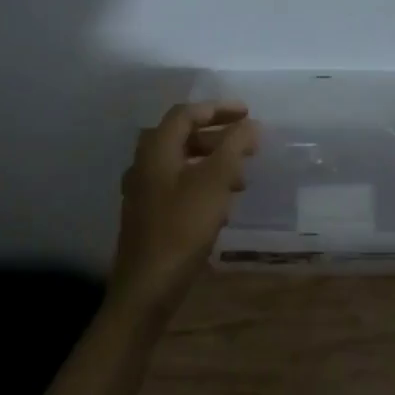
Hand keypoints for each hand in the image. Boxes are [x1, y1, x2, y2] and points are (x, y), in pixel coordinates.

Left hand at [110, 101, 257, 318]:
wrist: (147, 286)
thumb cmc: (182, 228)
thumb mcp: (215, 182)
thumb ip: (234, 148)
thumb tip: (250, 125)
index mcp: (156, 150)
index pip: (185, 113)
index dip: (217, 108)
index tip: (248, 113)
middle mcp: (144, 165)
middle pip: (181, 136)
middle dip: (217, 136)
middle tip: (247, 144)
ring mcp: (143, 192)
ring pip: (181, 163)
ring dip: (212, 162)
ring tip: (242, 176)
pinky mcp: (149, 215)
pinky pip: (178, 186)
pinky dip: (202, 183)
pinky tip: (222, 204)